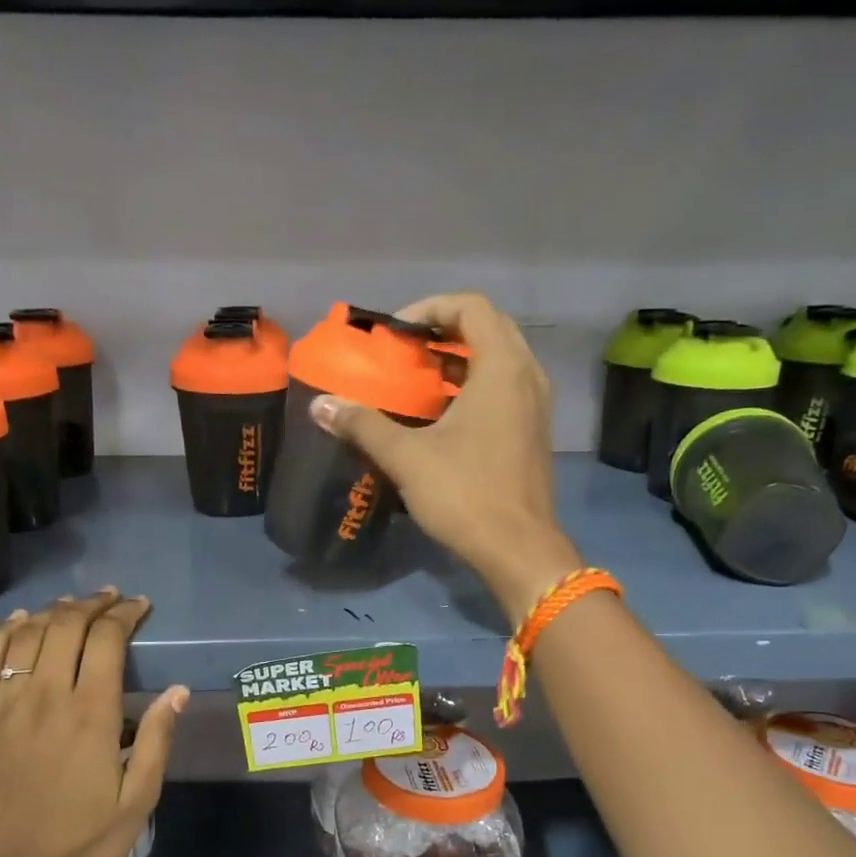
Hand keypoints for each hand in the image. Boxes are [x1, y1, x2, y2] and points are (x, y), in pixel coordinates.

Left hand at [0, 591, 187, 856]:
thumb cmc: (81, 841)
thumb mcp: (138, 801)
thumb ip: (157, 741)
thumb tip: (177, 691)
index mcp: (89, 714)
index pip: (106, 640)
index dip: (125, 615)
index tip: (140, 607)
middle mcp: (44, 697)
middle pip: (66, 626)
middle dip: (93, 604)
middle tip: (112, 599)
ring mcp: (3, 704)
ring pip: (27, 634)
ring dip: (54, 611)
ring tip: (73, 605)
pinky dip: (5, 631)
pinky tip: (20, 621)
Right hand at [310, 292, 581, 620]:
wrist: (517, 549)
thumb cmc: (465, 494)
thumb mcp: (407, 457)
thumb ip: (363, 425)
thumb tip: (320, 405)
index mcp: (502, 369)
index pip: (472, 307)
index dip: (430, 308)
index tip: (396, 332)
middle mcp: (527, 377)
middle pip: (489, 328)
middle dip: (444, 331)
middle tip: (405, 350)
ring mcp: (535, 406)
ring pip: (499, 360)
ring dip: (459, 359)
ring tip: (418, 378)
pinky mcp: (533, 432)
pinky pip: (505, 388)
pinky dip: (474, 386)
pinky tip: (442, 415)